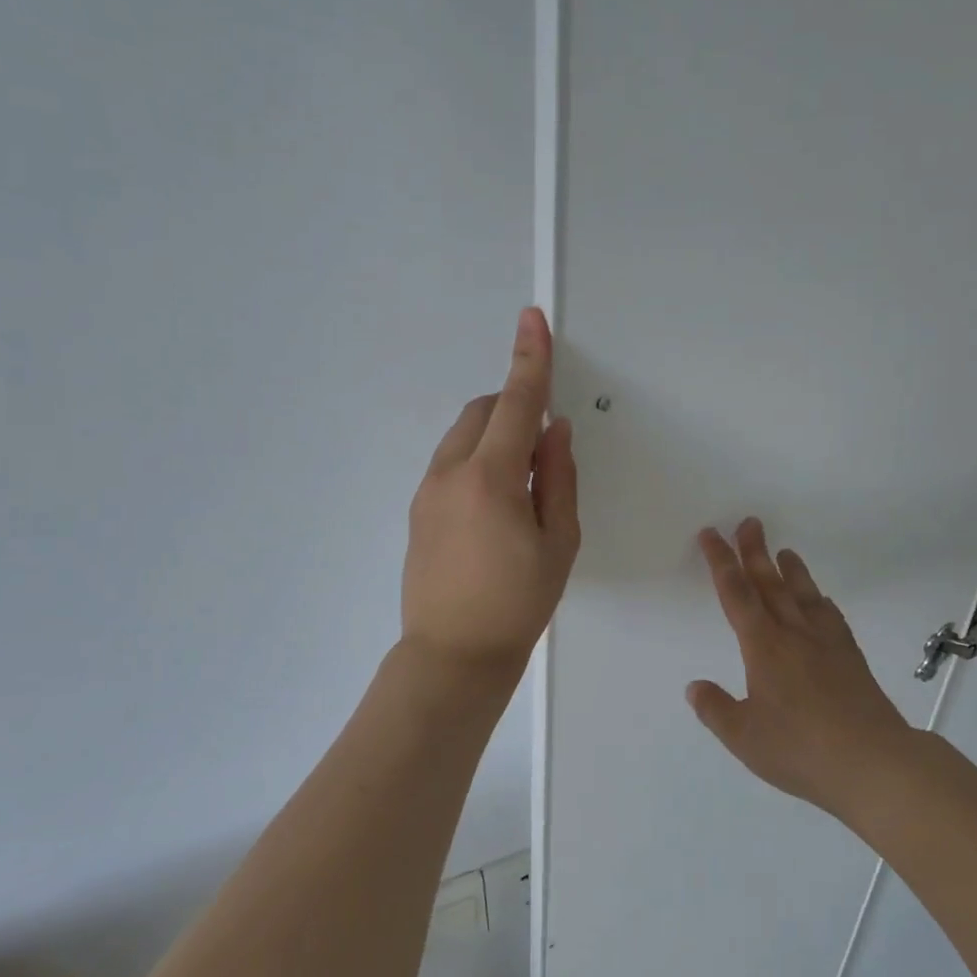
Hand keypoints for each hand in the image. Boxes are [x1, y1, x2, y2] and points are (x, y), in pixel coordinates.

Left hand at [402, 308, 580, 677]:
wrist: (452, 656)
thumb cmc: (518, 604)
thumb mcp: (559, 543)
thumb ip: (558, 479)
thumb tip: (554, 432)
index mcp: (491, 478)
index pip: (516, 404)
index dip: (529, 360)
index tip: (532, 319)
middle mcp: (450, 473)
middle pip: (483, 412)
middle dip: (513, 407)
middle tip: (542, 448)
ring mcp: (427, 491)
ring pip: (463, 436)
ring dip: (494, 436)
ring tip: (520, 487)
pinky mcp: (417, 510)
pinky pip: (451, 462)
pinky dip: (477, 460)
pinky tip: (494, 507)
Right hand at [688, 519, 916, 818]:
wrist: (874, 763)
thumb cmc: (801, 750)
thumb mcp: (744, 737)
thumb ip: (716, 710)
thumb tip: (694, 687)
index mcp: (763, 647)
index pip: (736, 594)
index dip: (720, 561)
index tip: (711, 534)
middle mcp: (793, 634)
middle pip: (769, 583)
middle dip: (754, 551)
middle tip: (748, 522)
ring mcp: (826, 643)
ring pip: (803, 594)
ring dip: (790, 569)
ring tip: (784, 550)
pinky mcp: (851, 658)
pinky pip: (831, 617)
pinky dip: (820, 600)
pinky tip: (820, 600)